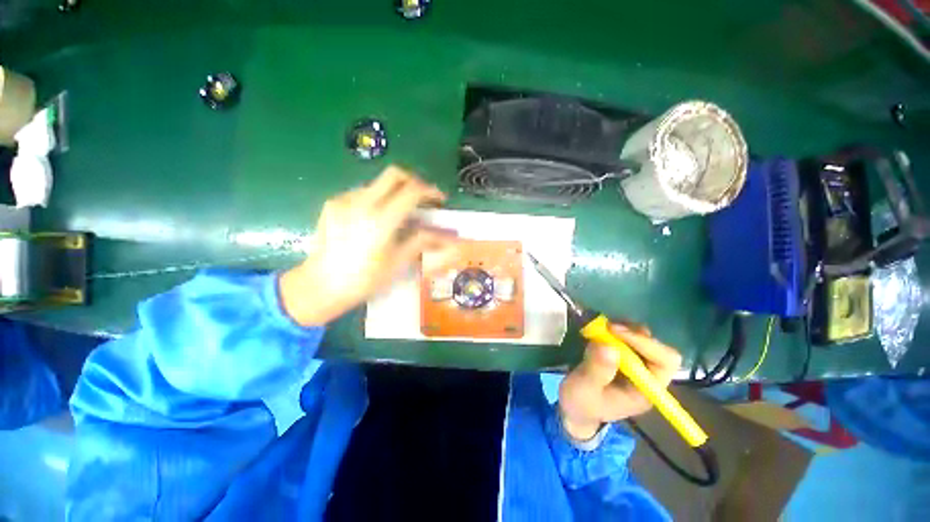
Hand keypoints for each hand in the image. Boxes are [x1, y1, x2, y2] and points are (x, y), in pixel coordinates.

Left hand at [280, 166, 458, 325]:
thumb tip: (445, 235)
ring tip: (399, 212)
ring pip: (378, 183)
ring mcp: (344, 200)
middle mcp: (362, 203)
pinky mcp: (333, 203)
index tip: (440, 199)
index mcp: (381, 220)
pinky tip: (375, 218)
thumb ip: (421, 241)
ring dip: (394, 191)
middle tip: (422, 197)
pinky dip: (376, 199)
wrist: (320, 285)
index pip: (412, 191)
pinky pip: (361, 192)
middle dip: (413, 181)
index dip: (431, 191)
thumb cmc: (364, 279)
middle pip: (394, 174)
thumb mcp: (397, 262)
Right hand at [558, 323, 681, 440]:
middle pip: (657, 347)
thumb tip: (609, 346)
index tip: (615, 331)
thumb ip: (596, 370)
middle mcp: (647, 376)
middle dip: (633, 334)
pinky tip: (600, 331)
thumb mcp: (584, 390)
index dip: (644, 343)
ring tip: (602, 328)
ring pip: (643, 339)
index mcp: (646, 390)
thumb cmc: (581, 403)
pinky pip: (628, 337)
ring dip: (624, 329)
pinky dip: (616, 330)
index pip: (665, 362)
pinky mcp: (623, 357)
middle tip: (608, 327)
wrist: (574, 408)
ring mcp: (635, 365)